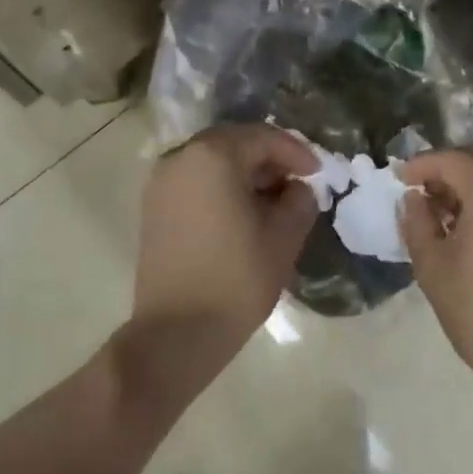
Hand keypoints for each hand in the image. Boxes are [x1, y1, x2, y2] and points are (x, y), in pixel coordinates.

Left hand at [124, 123, 318, 387]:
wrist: (174, 335)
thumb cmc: (235, 280)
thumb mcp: (283, 237)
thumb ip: (299, 200)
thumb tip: (297, 188)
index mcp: (213, 156)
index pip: (263, 138)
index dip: (296, 152)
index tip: (319, 173)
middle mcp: (181, 157)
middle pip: (236, 143)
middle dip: (270, 159)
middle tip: (298, 182)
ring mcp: (162, 182)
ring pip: (214, 161)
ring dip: (246, 172)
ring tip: (274, 200)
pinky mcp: (153, 207)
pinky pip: (196, 180)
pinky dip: (222, 186)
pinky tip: (243, 212)